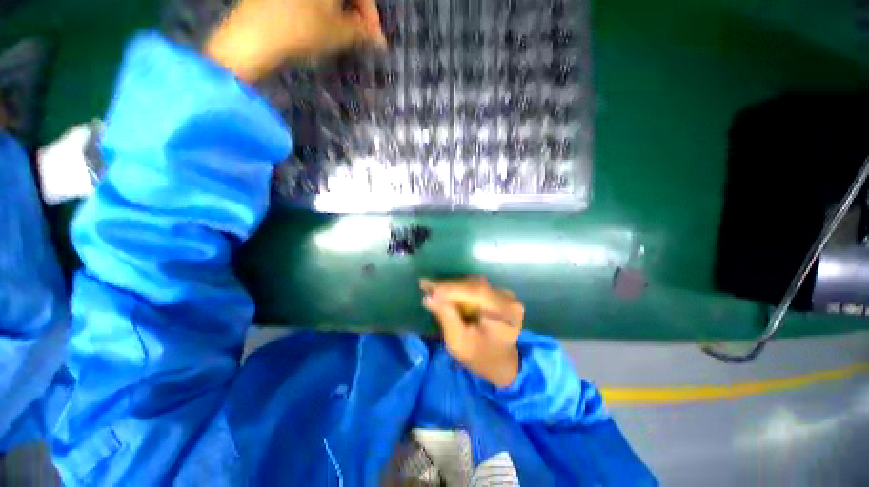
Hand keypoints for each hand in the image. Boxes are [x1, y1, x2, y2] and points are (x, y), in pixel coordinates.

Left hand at [204, 0, 386, 81]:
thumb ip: (363, 34)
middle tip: (359, 36)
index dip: (371, 15)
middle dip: (356, 13)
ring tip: (341, 33)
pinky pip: (311, 1)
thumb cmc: (301, 30)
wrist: (253, 36)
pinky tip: (320, 24)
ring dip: (340, 11)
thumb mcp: (338, 34)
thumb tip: (380, 41)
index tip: (374, 38)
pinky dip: (321, 8)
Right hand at [421, 277, 524, 387]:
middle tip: (425, 285)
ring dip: (453, 286)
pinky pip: (476, 286)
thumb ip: (446, 318)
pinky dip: (460, 288)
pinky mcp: (499, 293)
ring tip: (432, 288)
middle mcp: (508, 298)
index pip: (477, 292)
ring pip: (474, 283)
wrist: (502, 363)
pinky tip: (445, 291)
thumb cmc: (481, 358)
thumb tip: (429, 297)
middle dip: (449, 286)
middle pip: (475, 285)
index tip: (428, 288)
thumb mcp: (460, 344)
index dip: (451, 288)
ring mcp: (505, 294)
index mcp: (505, 313)